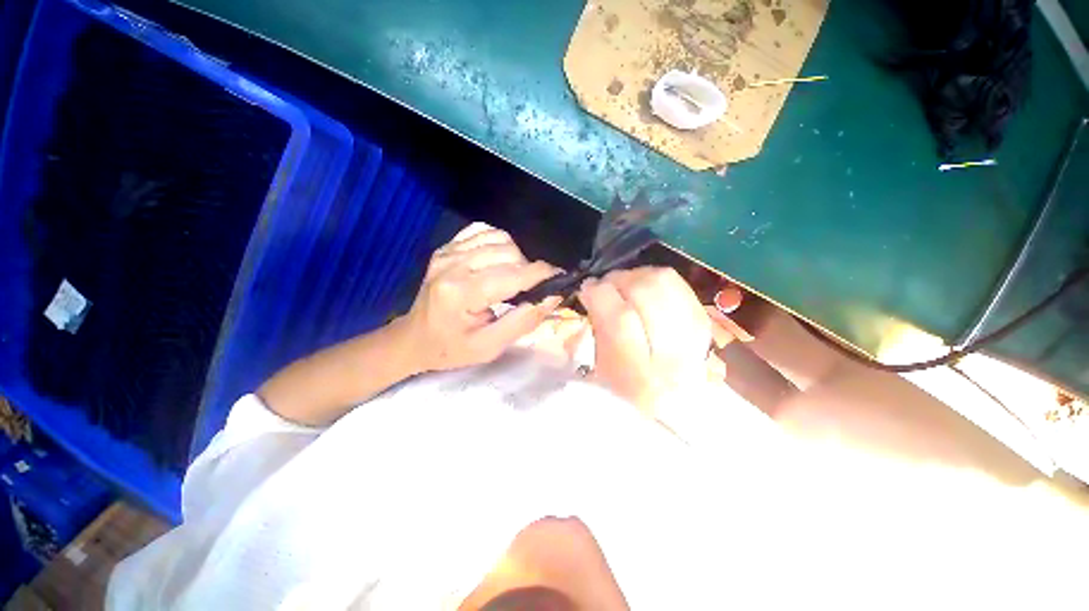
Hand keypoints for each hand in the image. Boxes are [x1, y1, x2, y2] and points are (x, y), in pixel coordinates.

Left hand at [401, 222, 559, 372]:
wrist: (415, 338)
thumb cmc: (452, 349)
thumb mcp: (490, 347)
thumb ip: (523, 321)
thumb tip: (553, 297)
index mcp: (461, 294)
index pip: (511, 275)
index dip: (541, 274)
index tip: (561, 278)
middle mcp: (453, 264)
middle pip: (508, 253)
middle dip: (529, 269)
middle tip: (531, 289)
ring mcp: (448, 252)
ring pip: (500, 238)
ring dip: (516, 256)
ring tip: (513, 277)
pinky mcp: (447, 246)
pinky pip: (483, 231)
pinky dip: (500, 243)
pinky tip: (498, 261)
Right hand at [579, 267, 711, 413]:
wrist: (673, 408)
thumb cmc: (626, 395)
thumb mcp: (602, 369)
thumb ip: (598, 326)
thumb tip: (592, 288)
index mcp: (639, 377)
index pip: (619, 318)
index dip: (599, 294)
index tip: (587, 288)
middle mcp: (672, 357)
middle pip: (645, 293)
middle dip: (619, 280)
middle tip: (606, 285)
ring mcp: (694, 338)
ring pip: (666, 282)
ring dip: (638, 276)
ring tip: (625, 284)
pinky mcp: (705, 324)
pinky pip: (680, 285)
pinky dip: (657, 280)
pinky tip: (645, 288)